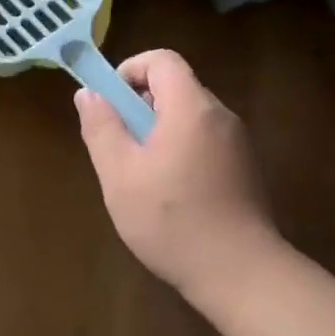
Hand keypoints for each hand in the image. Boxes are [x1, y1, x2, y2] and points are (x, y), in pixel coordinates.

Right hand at [75, 49, 278, 297]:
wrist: (241, 275)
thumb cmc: (172, 220)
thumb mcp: (119, 174)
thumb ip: (101, 127)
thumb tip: (89, 94)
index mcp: (191, 108)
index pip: (162, 60)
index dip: (130, 70)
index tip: (110, 104)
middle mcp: (220, 116)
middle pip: (176, 87)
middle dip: (140, 106)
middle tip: (120, 145)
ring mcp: (238, 143)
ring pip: (189, 116)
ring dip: (159, 130)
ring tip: (141, 174)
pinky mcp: (245, 168)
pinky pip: (205, 140)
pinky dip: (180, 149)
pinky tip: (170, 193)